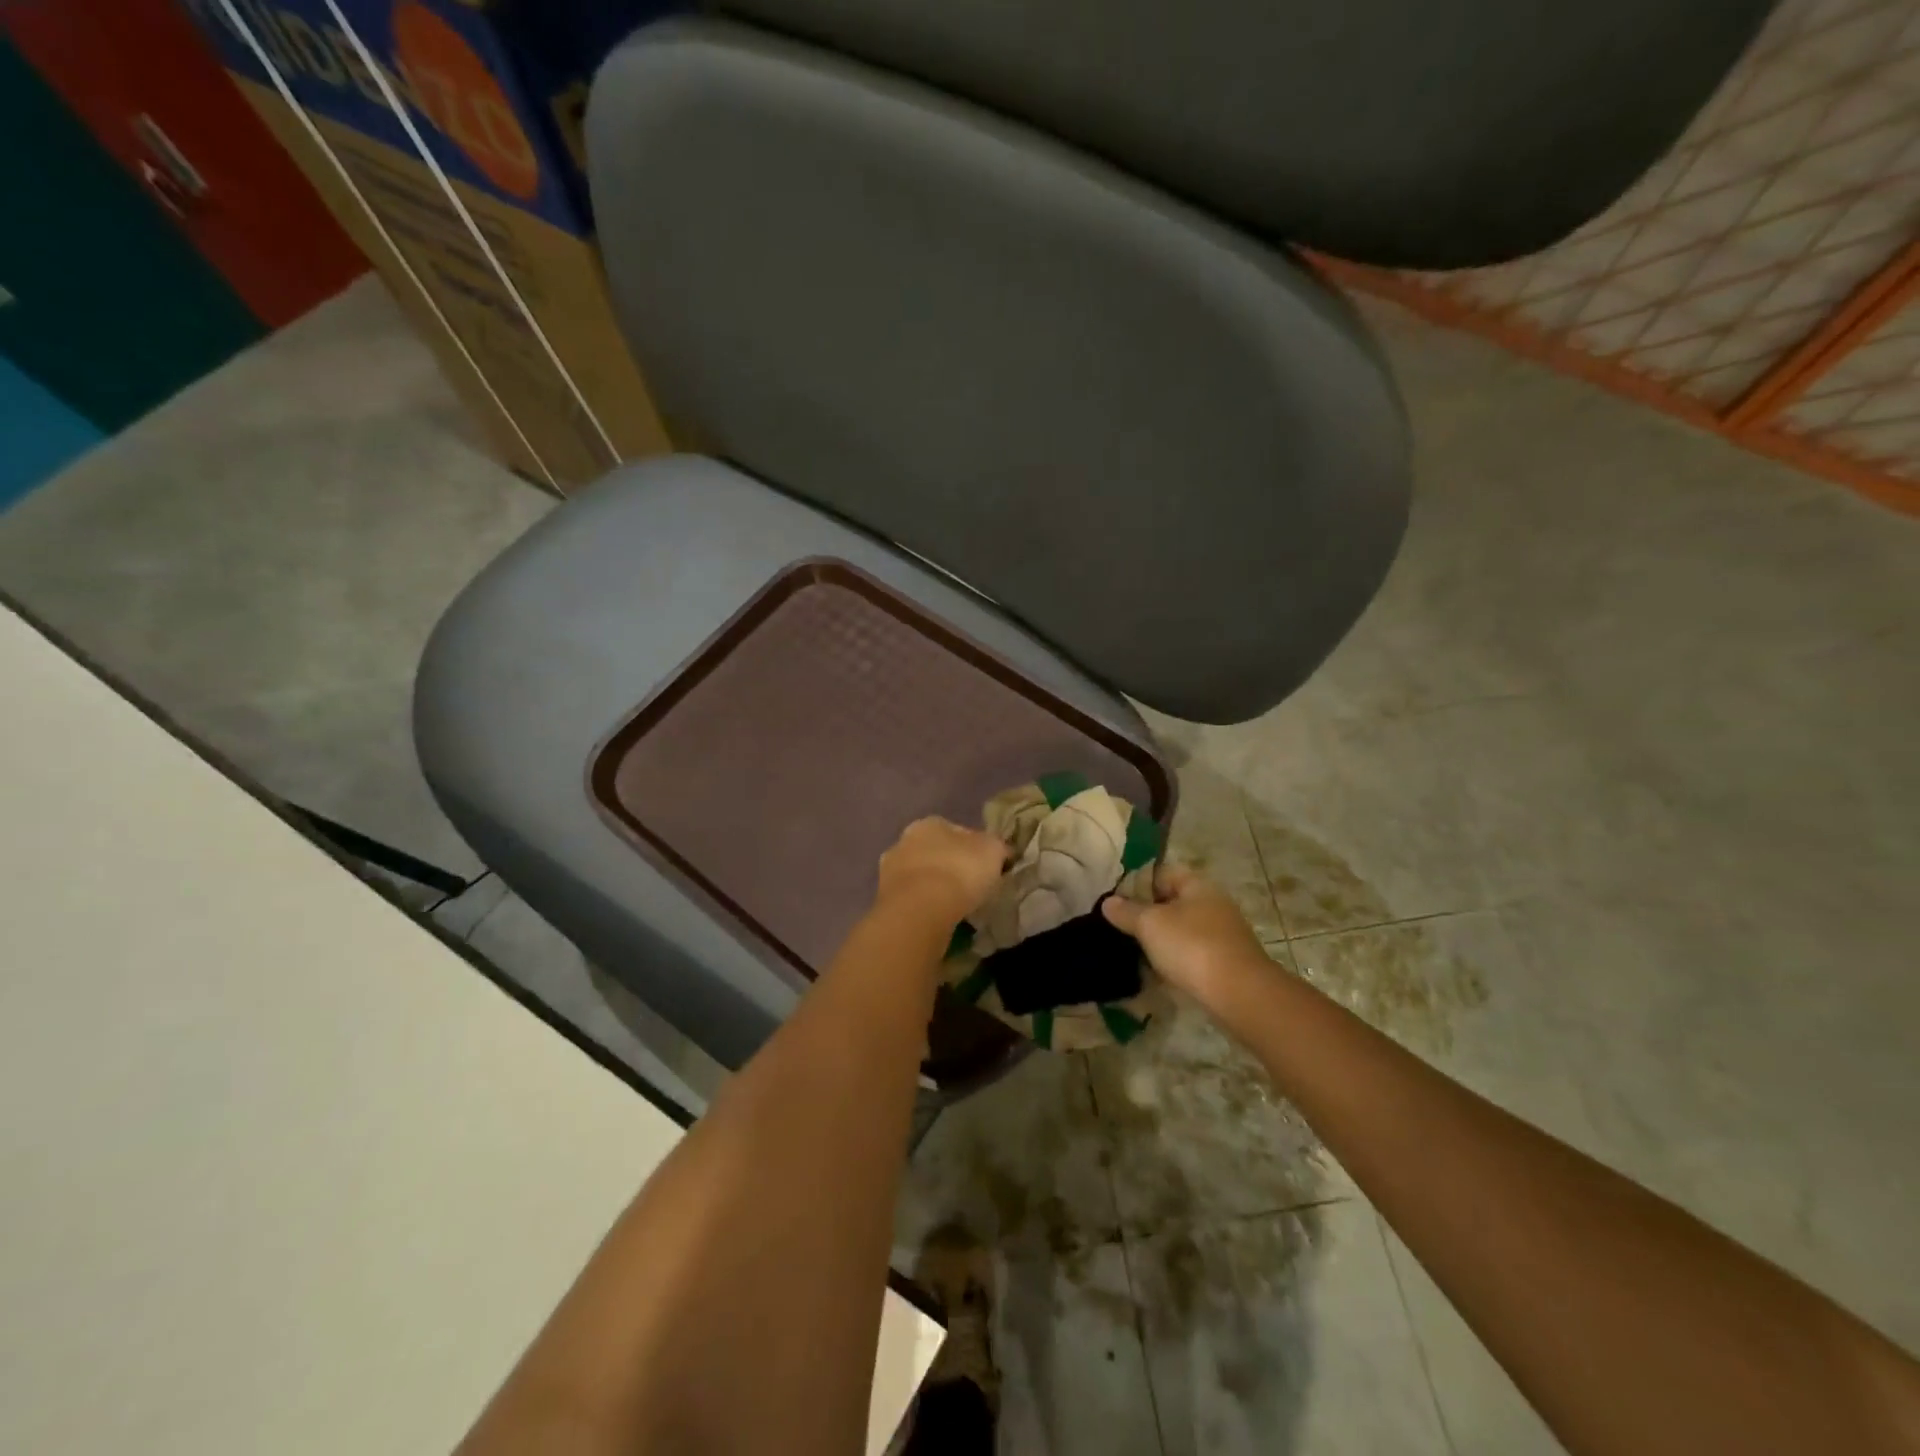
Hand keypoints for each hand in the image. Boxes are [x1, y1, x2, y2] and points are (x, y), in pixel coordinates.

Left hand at [875, 817, 1008, 925]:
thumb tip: (1001, 851)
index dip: (974, 849)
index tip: (986, 869)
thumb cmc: (959, 871)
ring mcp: (889, 870)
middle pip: (934, 852)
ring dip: (934, 888)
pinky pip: (911, 900)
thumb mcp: (993, 851)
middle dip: (949, 867)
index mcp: (930, 823)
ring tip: (954, 909)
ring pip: (920, 876)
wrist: (920, 910)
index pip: (957, 831)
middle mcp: (904, 840)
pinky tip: (936, 919)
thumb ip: (998, 847)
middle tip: (970, 888)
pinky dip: (923, 907)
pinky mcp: (883, 899)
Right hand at [1102, 866, 1268, 1005]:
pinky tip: (1154, 972)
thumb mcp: (1150, 924)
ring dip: (1158, 939)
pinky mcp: (1223, 962)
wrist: (1239, 995)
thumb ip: (1127, 911)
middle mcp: (1212, 903)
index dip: (1136, 882)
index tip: (1114, 899)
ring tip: (1131, 950)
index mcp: (1197, 884)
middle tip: (1117, 926)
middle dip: (1145, 913)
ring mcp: (1220, 934)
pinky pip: (1190, 953)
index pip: (1161, 872)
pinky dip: (1173, 959)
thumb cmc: (1191, 946)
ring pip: (1180, 929)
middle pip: (1171, 901)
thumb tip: (1108, 901)